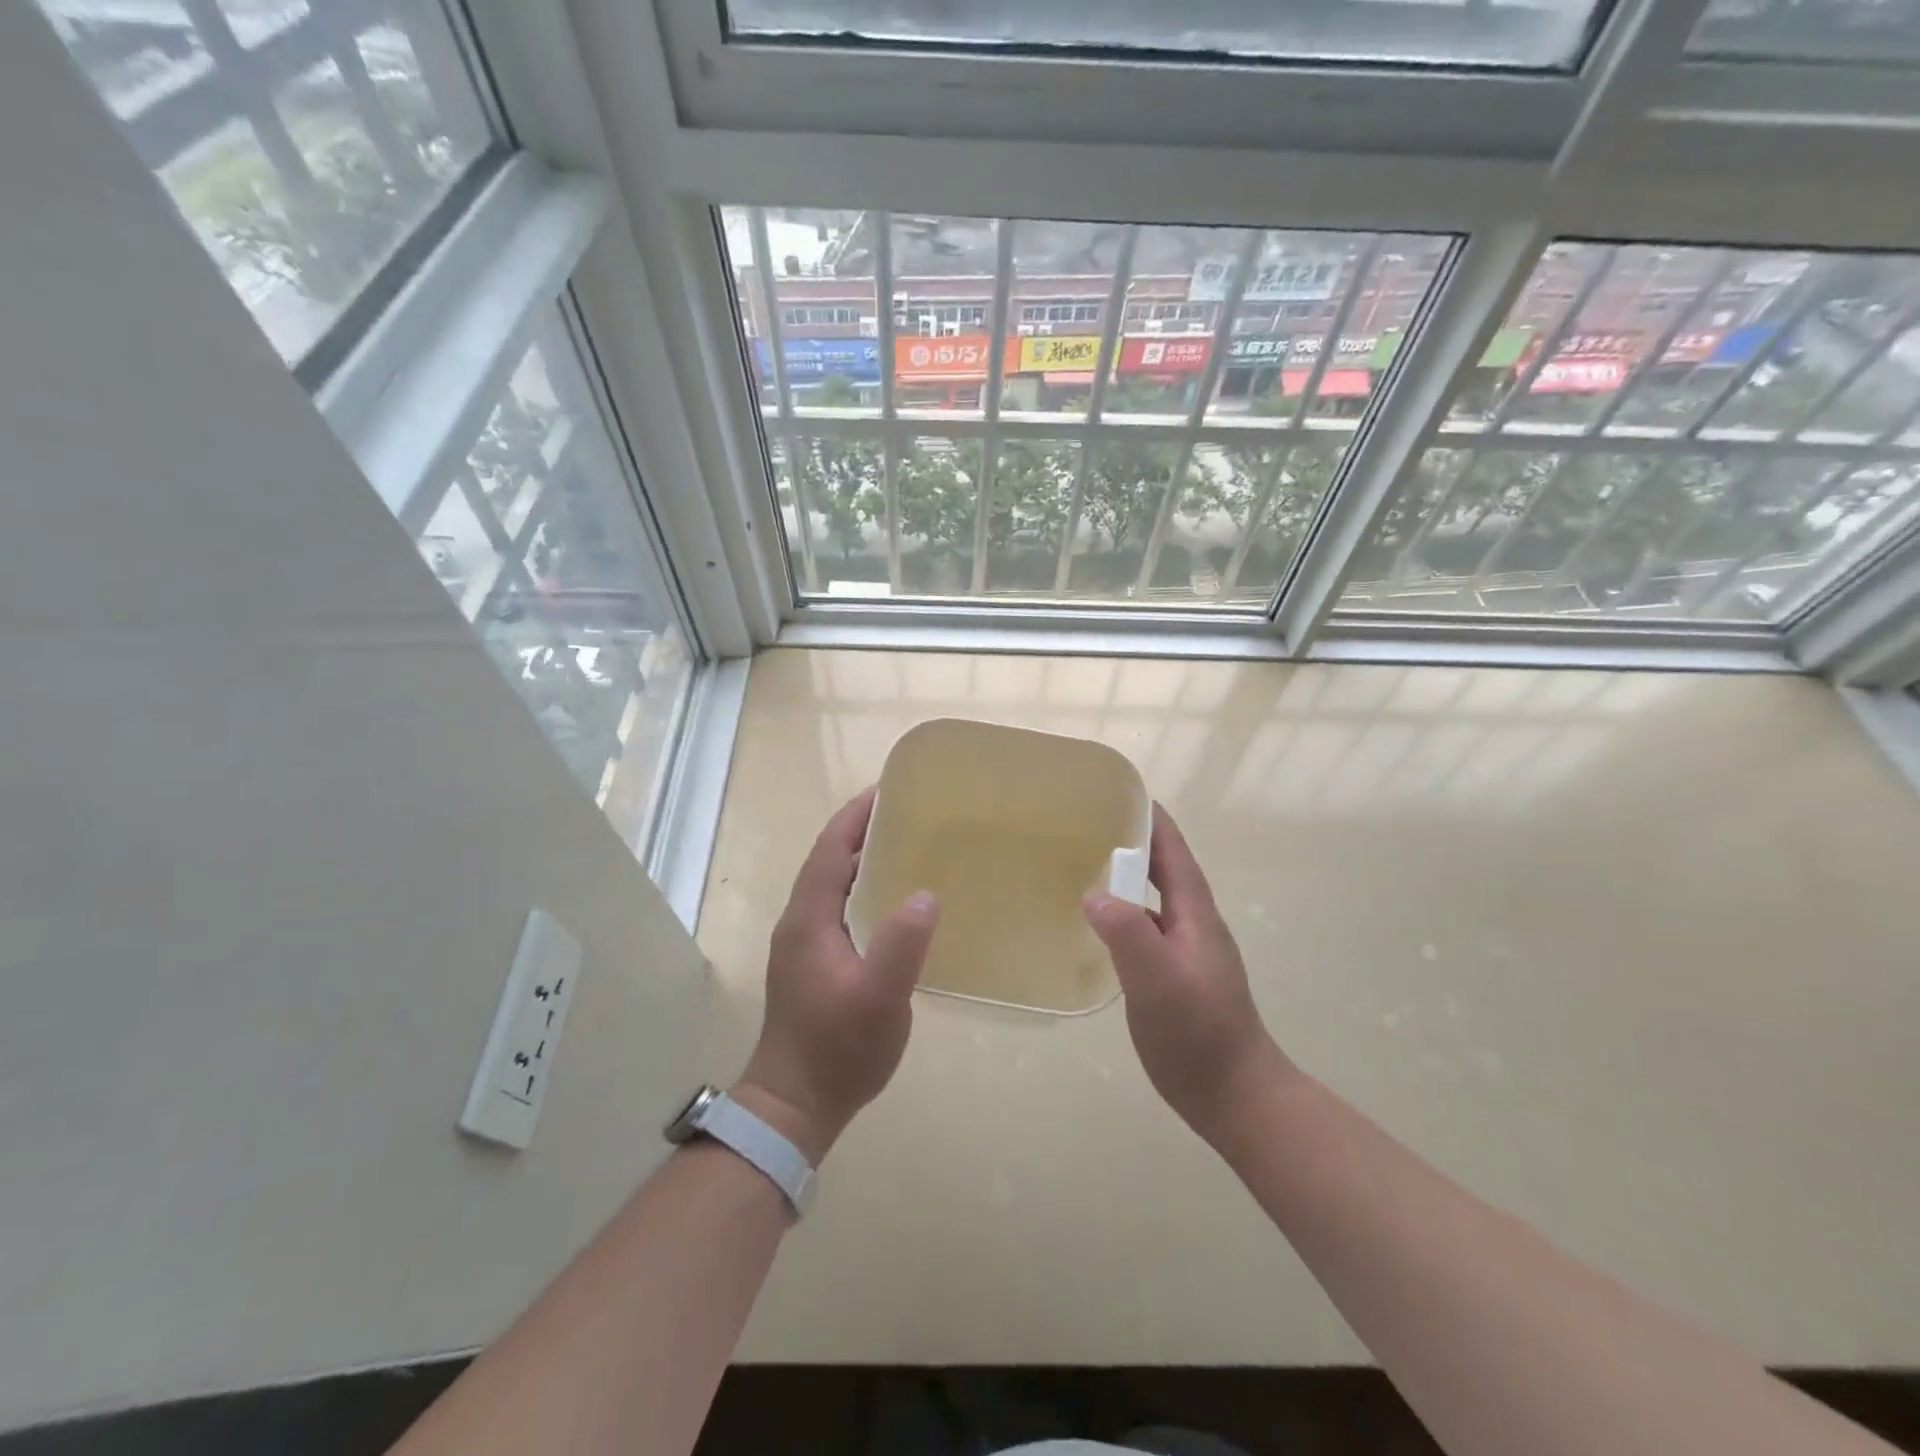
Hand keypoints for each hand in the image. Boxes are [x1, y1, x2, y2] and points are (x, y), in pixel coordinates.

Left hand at [737, 787, 939, 1162]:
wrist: (795, 1104)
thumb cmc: (837, 1049)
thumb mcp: (879, 998)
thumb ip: (901, 943)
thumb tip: (925, 894)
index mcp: (808, 919)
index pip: (829, 849)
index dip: (855, 817)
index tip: (887, 789)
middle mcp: (799, 922)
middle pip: (828, 860)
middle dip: (860, 830)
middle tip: (907, 812)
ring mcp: (802, 944)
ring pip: (831, 884)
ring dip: (860, 858)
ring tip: (904, 845)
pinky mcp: (811, 963)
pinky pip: (837, 906)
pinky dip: (860, 887)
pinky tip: (892, 900)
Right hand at [1083, 804, 1287, 1144]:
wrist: (1234, 1095)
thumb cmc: (1198, 1033)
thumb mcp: (1158, 980)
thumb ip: (1128, 933)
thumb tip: (1094, 893)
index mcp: (1196, 915)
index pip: (1174, 853)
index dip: (1152, 821)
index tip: (1121, 794)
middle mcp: (1194, 925)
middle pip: (1165, 871)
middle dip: (1135, 843)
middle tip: (1089, 825)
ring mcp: (1187, 952)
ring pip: (1154, 901)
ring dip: (1129, 878)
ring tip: (1086, 866)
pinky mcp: (1176, 977)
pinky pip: (1147, 930)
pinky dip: (1124, 914)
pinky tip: (1099, 925)